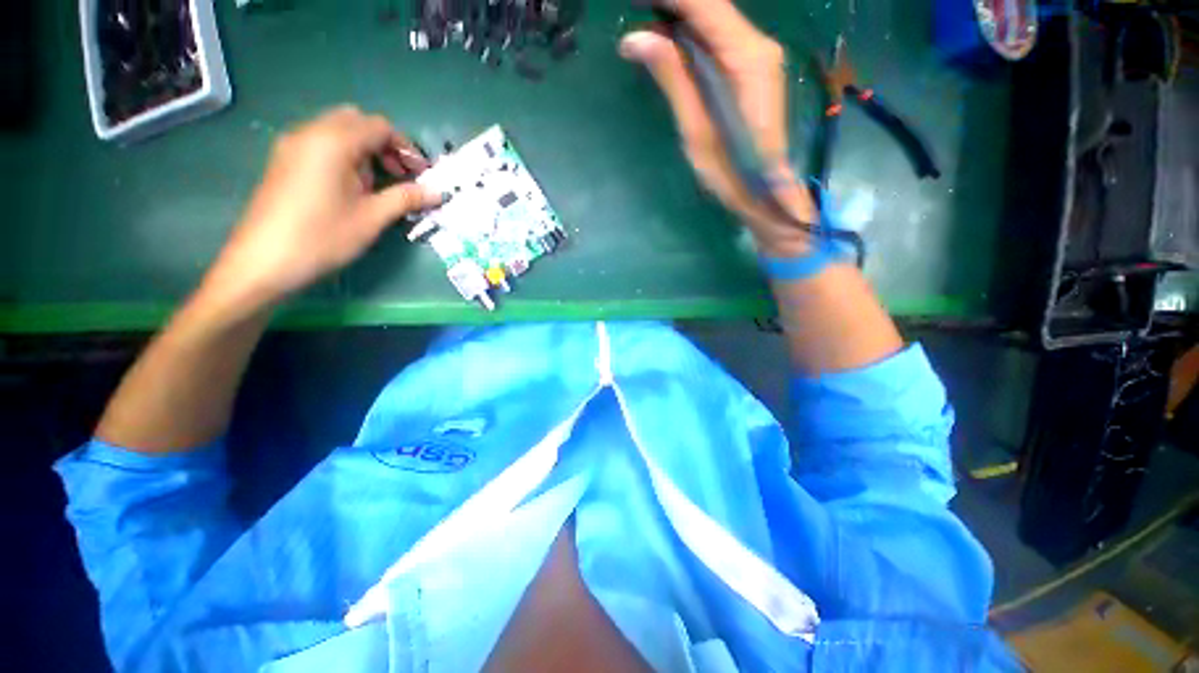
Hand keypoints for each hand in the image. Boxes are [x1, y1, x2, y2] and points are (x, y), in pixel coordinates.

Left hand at [202, 106, 440, 315]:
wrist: (264, 261)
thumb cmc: (322, 237)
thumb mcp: (372, 218)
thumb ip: (406, 198)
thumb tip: (437, 192)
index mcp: (333, 142)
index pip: (379, 126)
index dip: (406, 148)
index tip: (421, 174)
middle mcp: (311, 133)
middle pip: (357, 122)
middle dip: (384, 145)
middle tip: (400, 176)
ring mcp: (293, 145)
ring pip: (338, 131)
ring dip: (365, 151)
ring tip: (377, 186)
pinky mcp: (284, 160)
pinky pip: (321, 144)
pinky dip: (344, 156)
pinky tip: (351, 188)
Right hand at [619, 0, 815, 255]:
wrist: (765, 193)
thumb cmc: (730, 171)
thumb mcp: (696, 129)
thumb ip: (672, 78)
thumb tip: (635, 37)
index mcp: (746, 57)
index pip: (705, 4)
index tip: (635, 1)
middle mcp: (758, 44)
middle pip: (711, 6)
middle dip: (672, 5)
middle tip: (635, 13)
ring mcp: (760, 55)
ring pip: (715, 20)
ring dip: (679, 18)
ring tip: (644, 25)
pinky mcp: (755, 68)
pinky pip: (721, 38)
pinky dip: (693, 35)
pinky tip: (669, 42)